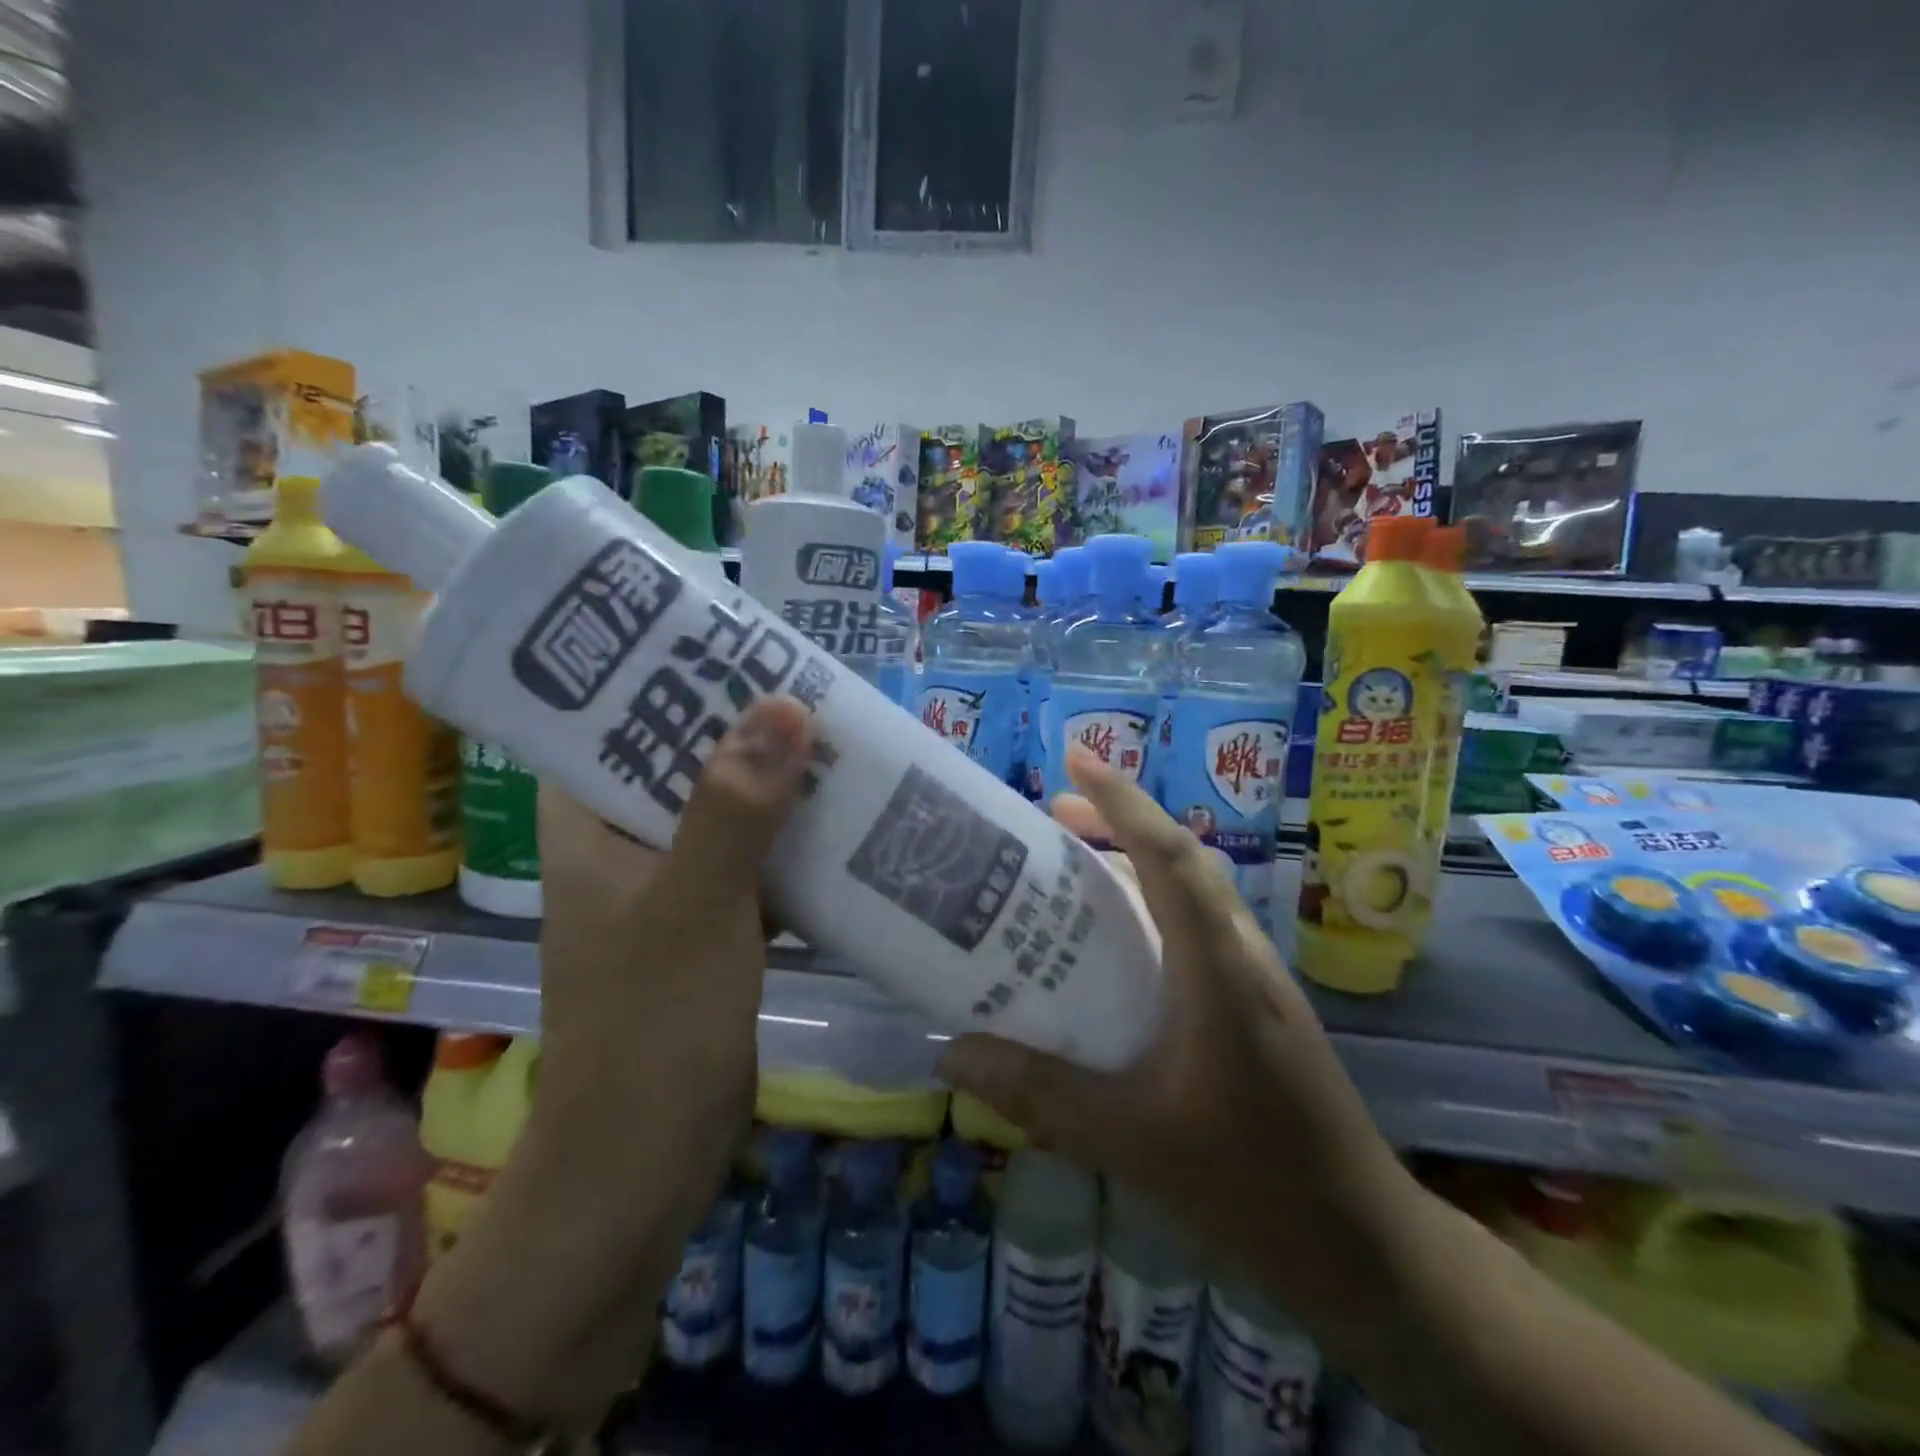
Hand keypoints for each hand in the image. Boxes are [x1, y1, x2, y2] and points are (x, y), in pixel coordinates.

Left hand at [534, 693, 811, 1154]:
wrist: (643, 1165)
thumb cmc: (651, 1027)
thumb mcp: (694, 905)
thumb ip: (734, 808)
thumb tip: (786, 704)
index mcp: (588, 826)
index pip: (614, 724)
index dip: (669, 680)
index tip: (737, 646)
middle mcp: (624, 847)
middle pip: (686, 765)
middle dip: (748, 732)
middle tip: (815, 690)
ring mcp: (671, 890)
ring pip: (729, 816)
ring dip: (780, 789)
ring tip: (844, 743)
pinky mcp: (713, 929)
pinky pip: (757, 866)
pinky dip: (795, 847)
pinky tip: (850, 826)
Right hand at [938, 746, 1423, 1332]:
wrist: (1364, 1248)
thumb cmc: (1252, 1186)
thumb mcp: (1130, 1141)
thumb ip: (1040, 1095)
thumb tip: (953, 1054)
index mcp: (1220, 970)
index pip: (1172, 857)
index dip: (1123, 800)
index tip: (1074, 757)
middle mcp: (1243, 956)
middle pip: (1183, 861)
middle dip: (1120, 821)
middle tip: (1052, 812)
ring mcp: (1257, 980)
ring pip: (1194, 894)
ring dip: (1138, 863)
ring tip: (1074, 864)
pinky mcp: (1258, 1006)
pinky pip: (1198, 930)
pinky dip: (1153, 909)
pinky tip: (1117, 947)